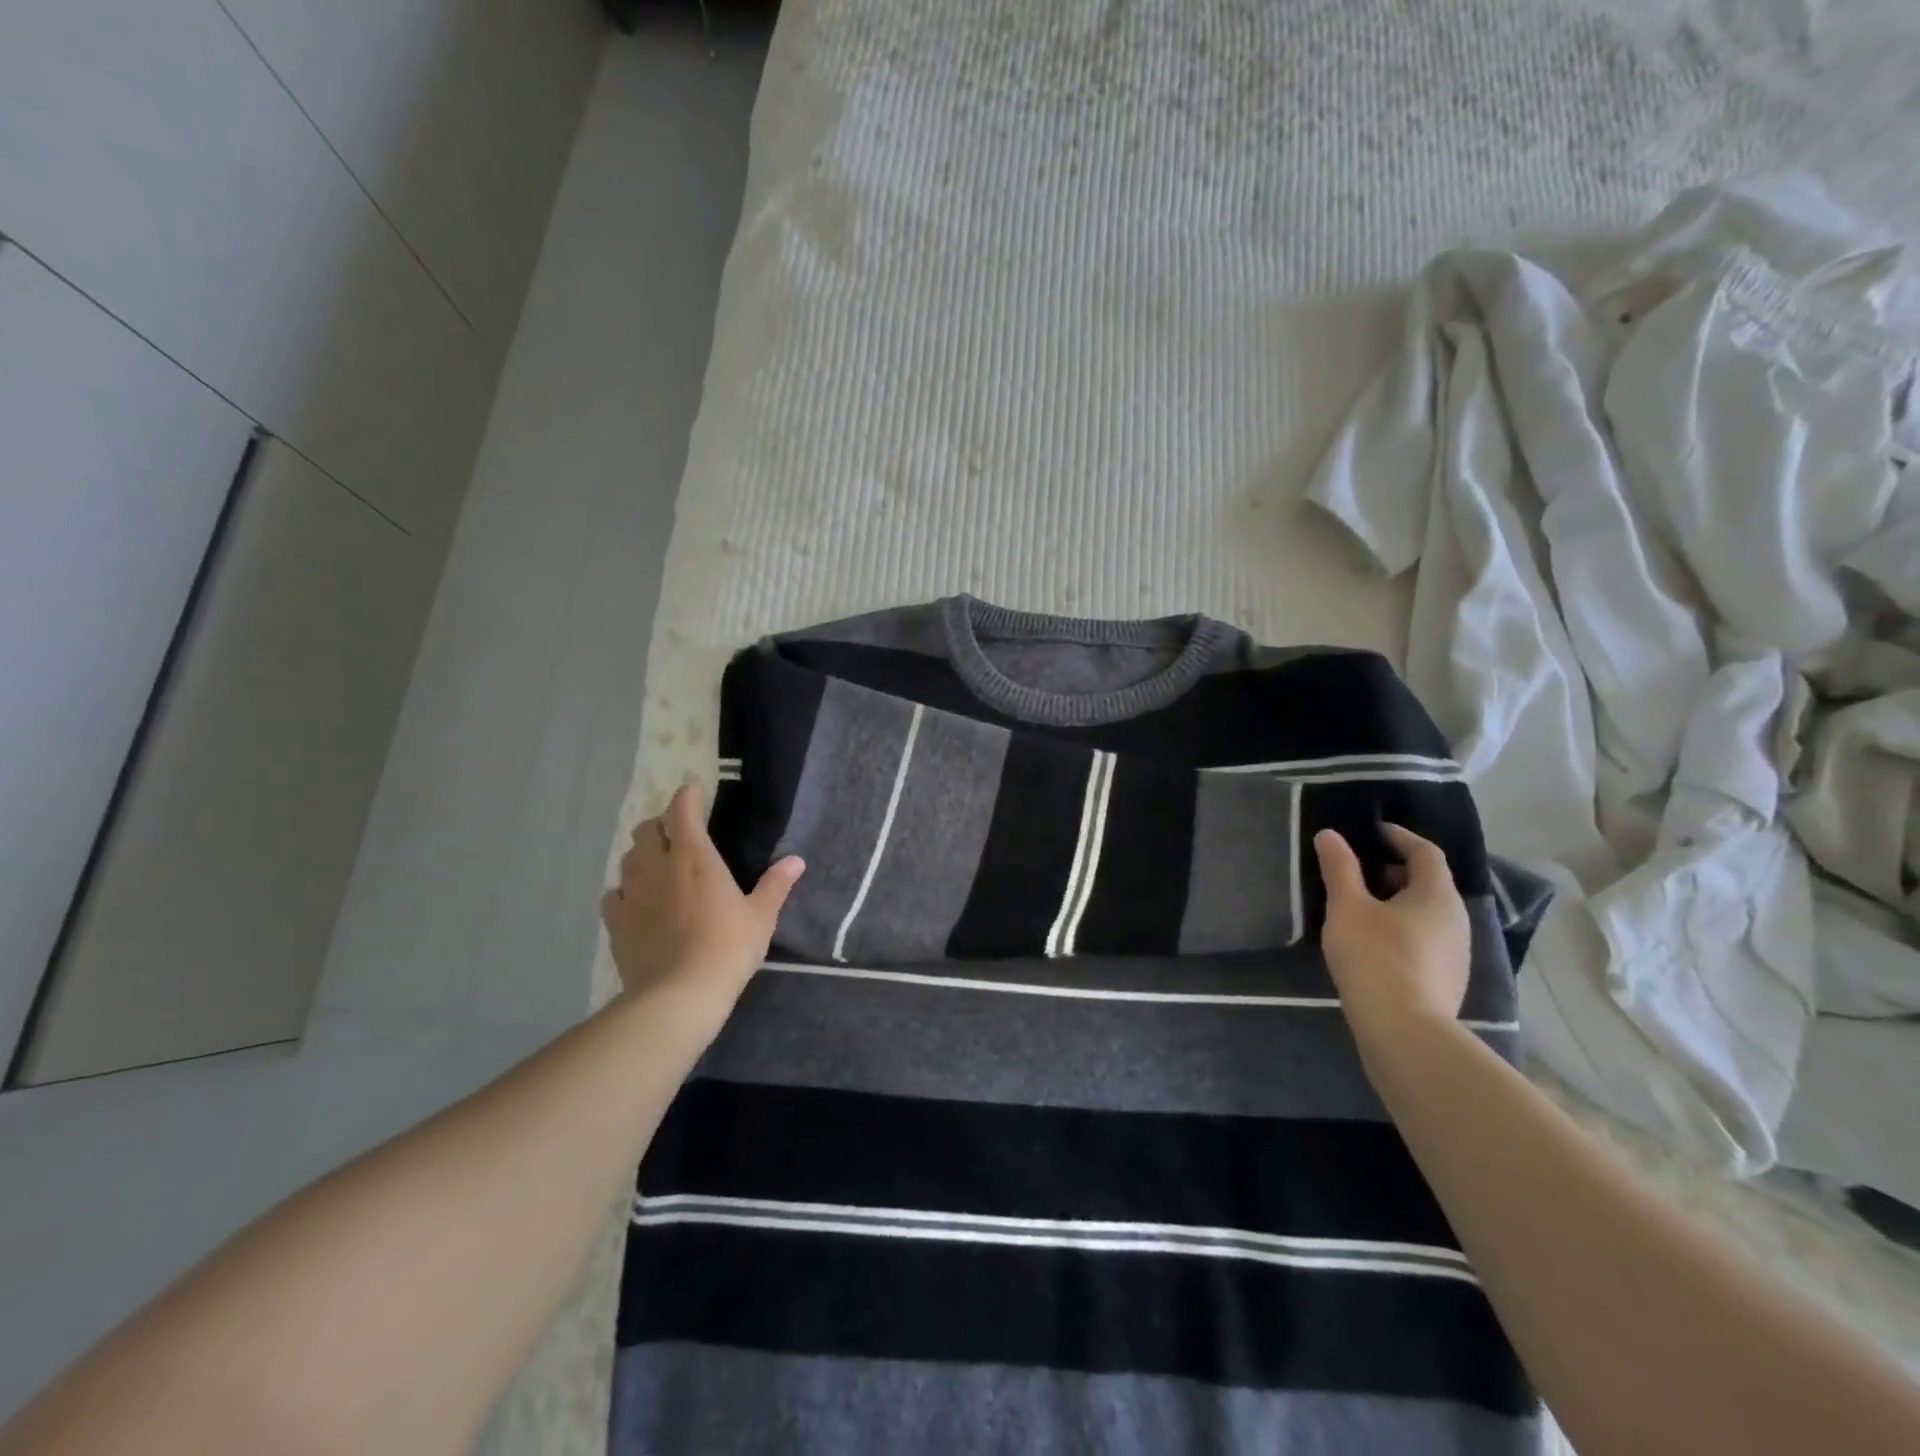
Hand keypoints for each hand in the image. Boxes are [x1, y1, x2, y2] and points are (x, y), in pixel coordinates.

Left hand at [601, 779, 803, 1011]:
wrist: (679, 995)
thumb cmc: (727, 948)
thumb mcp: (761, 917)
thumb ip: (776, 885)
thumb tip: (797, 860)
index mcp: (695, 857)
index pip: (682, 811)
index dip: (686, 795)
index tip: (693, 789)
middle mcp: (658, 866)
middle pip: (647, 829)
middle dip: (661, 824)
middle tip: (678, 832)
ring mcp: (632, 893)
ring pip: (629, 857)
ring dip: (642, 853)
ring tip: (658, 863)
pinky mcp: (615, 921)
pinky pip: (614, 893)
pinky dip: (625, 889)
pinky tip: (636, 900)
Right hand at [1313, 823, 1470, 1047]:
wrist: (1404, 1030)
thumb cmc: (1375, 957)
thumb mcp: (1347, 907)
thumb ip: (1339, 868)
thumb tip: (1330, 835)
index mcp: (1437, 895)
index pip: (1426, 852)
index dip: (1400, 837)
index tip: (1373, 831)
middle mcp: (1457, 920)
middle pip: (1430, 883)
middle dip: (1396, 871)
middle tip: (1360, 870)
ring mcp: (1456, 954)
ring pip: (1428, 914)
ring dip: (1398, 902)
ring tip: (1361, 907)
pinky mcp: (1447, 980)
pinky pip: (1426, 939)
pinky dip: (1403, 929)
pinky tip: (1374, 944)